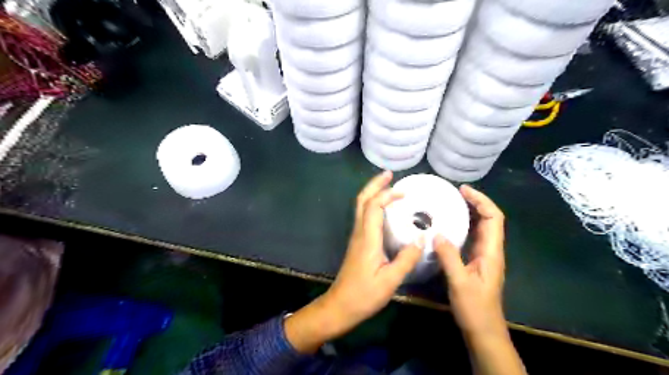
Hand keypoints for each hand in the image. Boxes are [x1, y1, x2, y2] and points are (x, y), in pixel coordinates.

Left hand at [283, 171, 418, 352]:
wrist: (340, 306)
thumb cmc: (364, 295)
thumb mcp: (390, 281)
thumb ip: (406, 259)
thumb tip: (422, 239)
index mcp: (367, 238)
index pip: (373, 206)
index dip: (387, 194)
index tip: (404, 192)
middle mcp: (359, 232)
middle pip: (362, 200)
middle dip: (375, 184)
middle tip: (390, 174)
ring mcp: (356, 237)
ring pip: (361, 207)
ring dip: (373, 193)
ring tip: (389, 186)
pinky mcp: (358, 243)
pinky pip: (364, 216)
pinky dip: (373, 205)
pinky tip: (384, 210)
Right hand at [434, 186, 506, 338]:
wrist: (483, 331)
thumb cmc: (475, 309)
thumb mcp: (459, 282)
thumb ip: (449, 257)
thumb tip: (437, 233)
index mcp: (491, 252)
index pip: (494, 218)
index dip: (482, 201)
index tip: (463, 191)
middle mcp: (491, 251)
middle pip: (490, 219)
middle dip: (476, 202)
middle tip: (455, 193)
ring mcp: (484, 256)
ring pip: (482, 227)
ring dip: (471, 212)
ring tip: (451, 203)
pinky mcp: (476, 262)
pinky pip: (472, 237)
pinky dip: (464, 226)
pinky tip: (449, 225)